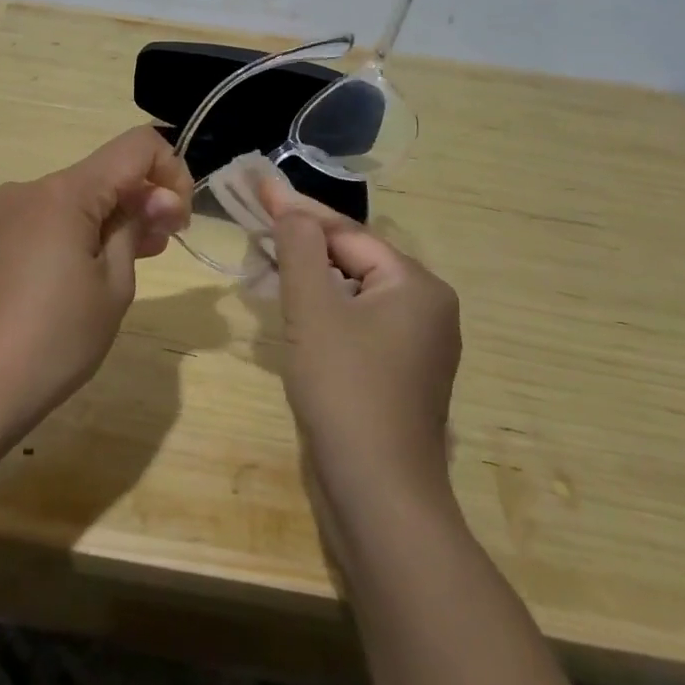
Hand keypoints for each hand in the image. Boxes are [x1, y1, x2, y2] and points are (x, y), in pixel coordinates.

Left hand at [0, 125, 191, 428]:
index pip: (137, 146)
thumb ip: (137, 227)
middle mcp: (34, 187)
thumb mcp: (114, 284)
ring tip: (142, 257)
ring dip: (118, 215)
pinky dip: (87, 228)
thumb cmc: (55, 339)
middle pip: (107, 170)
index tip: (179, 220)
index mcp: (65, 191)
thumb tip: (159, 198)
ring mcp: (11, 211)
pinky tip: (101, 264)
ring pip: (82, 194)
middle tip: (166, 244)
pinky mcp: (1, 236)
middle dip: (145, 197)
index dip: (171, 171)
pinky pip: (57, 215)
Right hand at [263, 180, 462, 520]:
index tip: (258, 187)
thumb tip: (291, 207)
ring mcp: (417, 346)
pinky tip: (294, 312)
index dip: (298, 211)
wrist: (379, 497)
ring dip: (310, 278)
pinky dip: (324, 312)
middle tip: (257, 226)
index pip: (347, 233)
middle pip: (353, 259)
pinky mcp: (399, 376)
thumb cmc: (346, 389)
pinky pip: (358, 324)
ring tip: (266, 262)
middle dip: (303, 244)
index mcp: (417, 285)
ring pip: (353, 293)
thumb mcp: (313, 308)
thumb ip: (299, 247)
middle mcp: (427, 308)